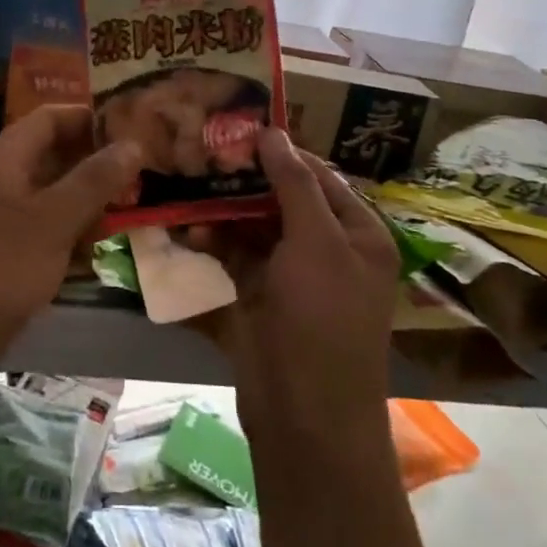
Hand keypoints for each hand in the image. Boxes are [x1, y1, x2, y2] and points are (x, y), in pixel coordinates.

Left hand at [0, 105, 140, 340]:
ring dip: (84, 199)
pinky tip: (89, 251)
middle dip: (92, 163)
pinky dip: (66, 230)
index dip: (88, 118)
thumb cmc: (0, 270)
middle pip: (49, 154)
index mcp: (3, 160)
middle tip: (135, 175)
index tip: (129, 129)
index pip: (48, 118)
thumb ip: (95, 180)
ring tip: (122, 212)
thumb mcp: (55, 220)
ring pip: (48, 194)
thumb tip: (133, 142)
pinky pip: (39, 227)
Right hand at [203, 129, 399, 435]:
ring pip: (255, 227)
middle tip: (204, 156)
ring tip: (190, 188)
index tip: (239, 131)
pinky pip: (236, 258)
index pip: (319, 176)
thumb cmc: (323, 319)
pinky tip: (189, 231)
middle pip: (284, 199)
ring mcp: (292, 276)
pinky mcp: (260, 298)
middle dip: (246, 181)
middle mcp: (328, 249)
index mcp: (358, 234)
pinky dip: (215, 243)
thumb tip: (273, 132)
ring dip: (224, 211)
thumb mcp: (317, 242)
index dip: (283, 152)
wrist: (304, 415)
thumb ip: (294, 185)